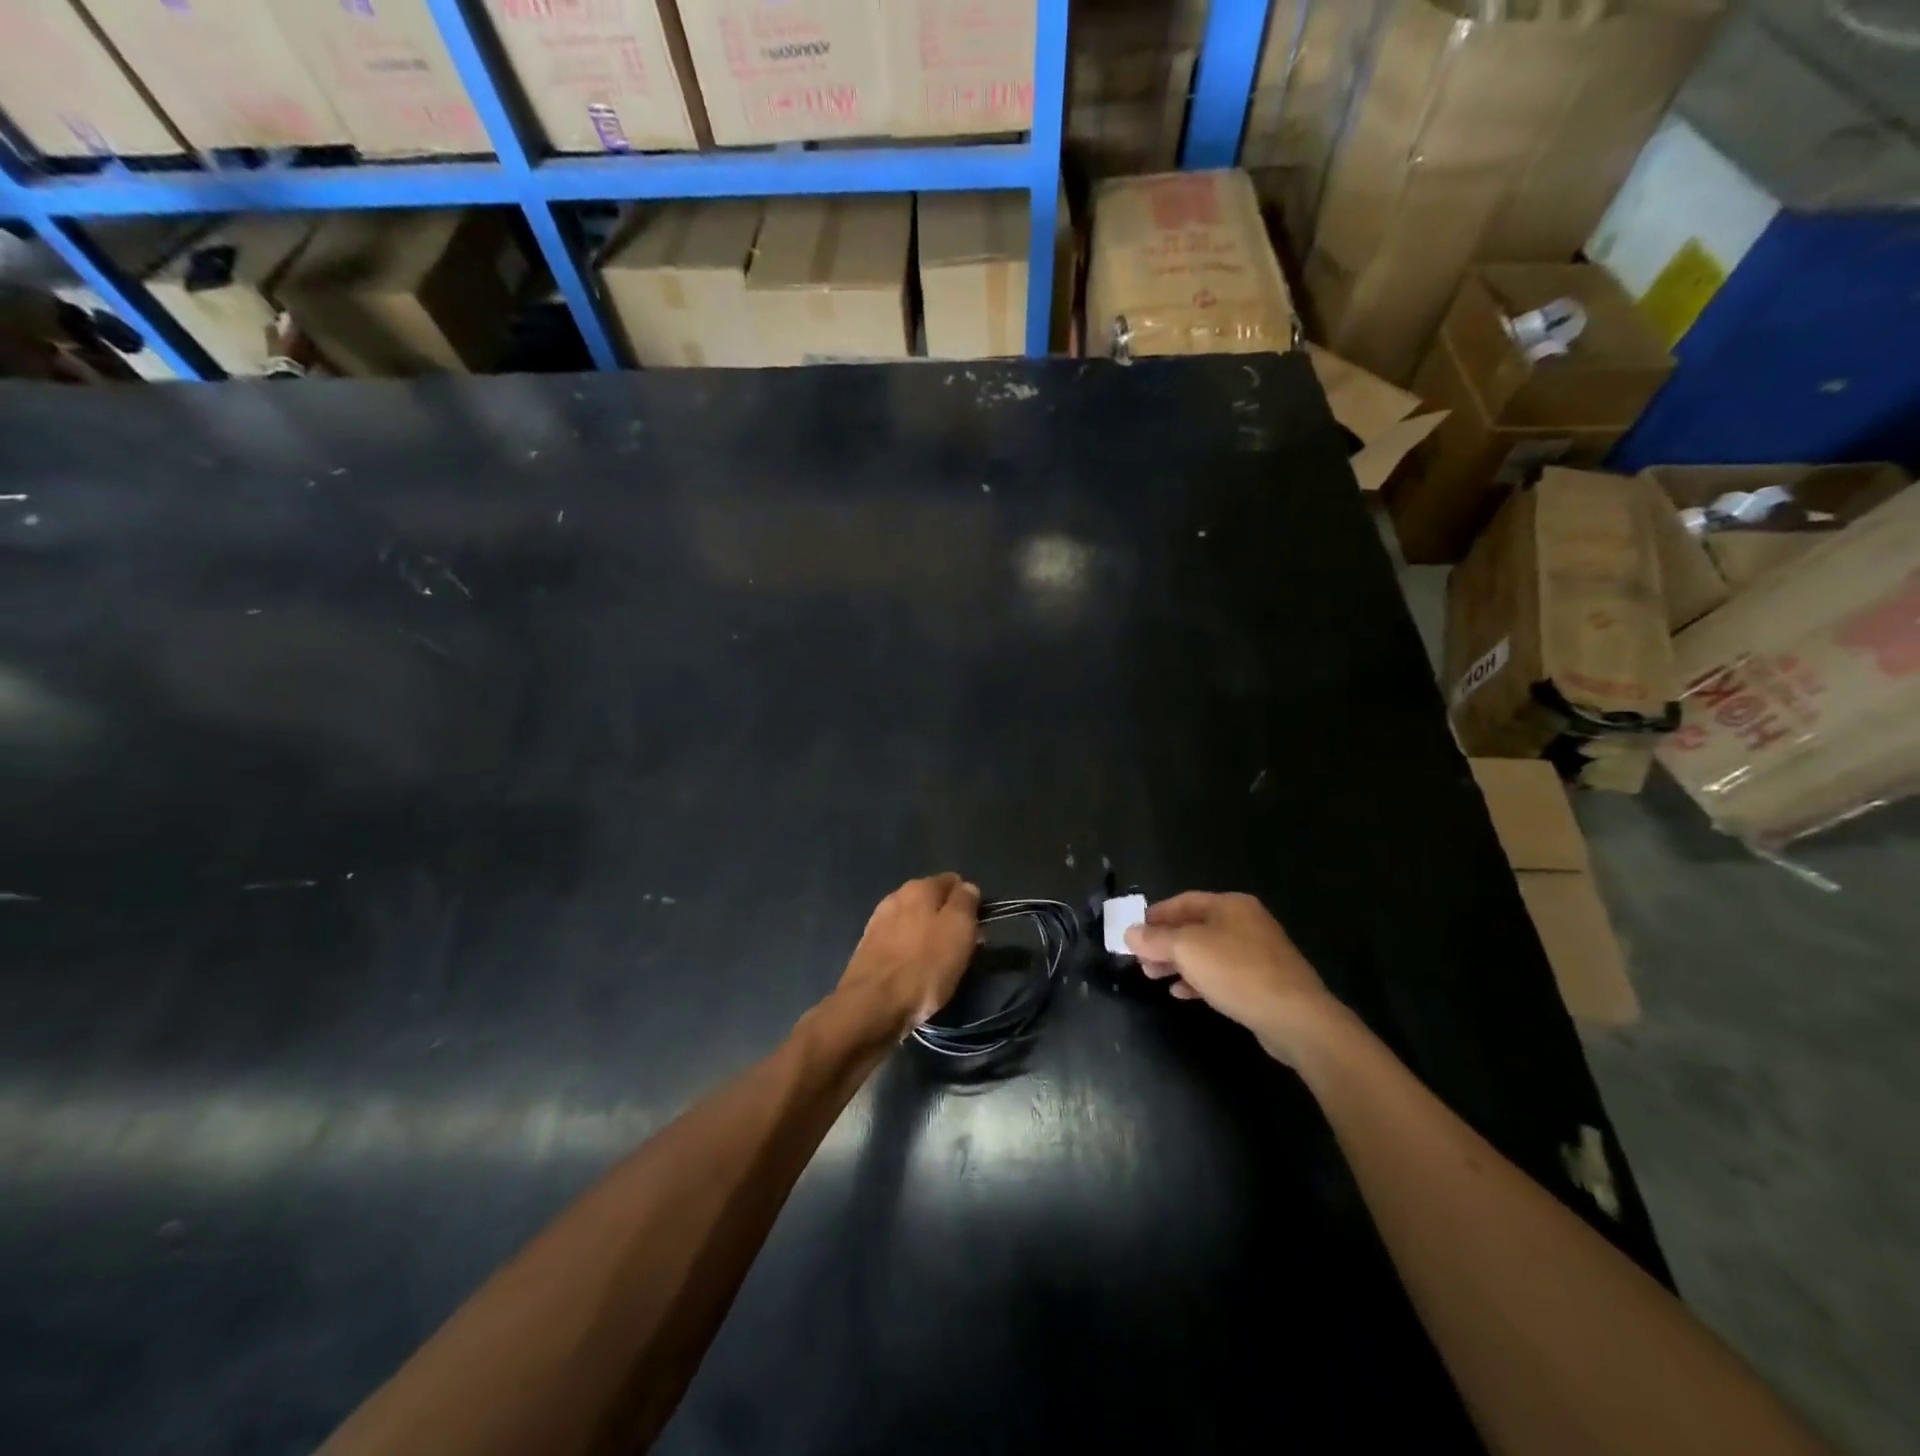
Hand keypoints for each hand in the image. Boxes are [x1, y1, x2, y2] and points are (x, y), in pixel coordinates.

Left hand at [836, 873, 981, 1035]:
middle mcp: (896, 896)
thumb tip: (967, 888)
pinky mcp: (867, 948)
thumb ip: (966, 902)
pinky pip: (898, 942)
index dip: (968, 901)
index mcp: (920, 887)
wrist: (872, 1005)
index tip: (976, 927)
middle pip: (931, 901)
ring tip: (938, 964)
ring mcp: (878, 922)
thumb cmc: (924, 966)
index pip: (953, 881)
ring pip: (914, 922)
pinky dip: (909, 952)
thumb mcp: (959, 930)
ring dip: (927, 936)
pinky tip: (914, 971)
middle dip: (947, 919)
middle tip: (961, 948)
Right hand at [1125, 892, 1345, 1063]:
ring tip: (1155, 977)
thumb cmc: (1237, 972)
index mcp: (1230, 905)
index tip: (1132, 933)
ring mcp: (1257, 952)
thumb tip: (1130, 933)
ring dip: (1178, 962)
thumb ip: (1155, 939)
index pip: (1182, 902)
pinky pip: (1222, 974)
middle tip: (1141, 961)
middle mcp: (1245, 922)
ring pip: (1206, 952)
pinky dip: (1198, 979)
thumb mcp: (1187, 950)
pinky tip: (1182, 993)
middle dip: (1164, 943)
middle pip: (1194, 926)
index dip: (1154, 916)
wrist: (1296, 1018)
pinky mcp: (1263, 981)